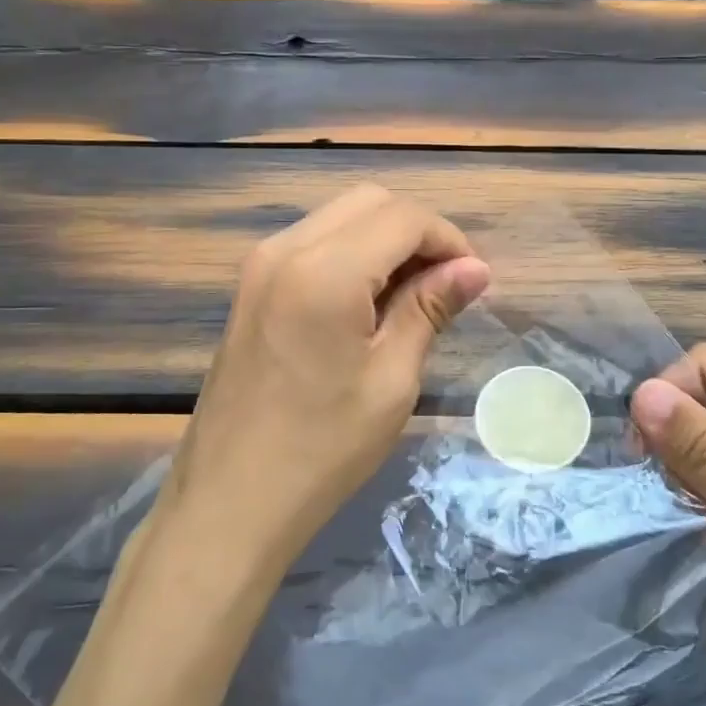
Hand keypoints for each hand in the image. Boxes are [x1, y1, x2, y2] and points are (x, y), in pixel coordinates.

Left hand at [170, 184, 490, 560]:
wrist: (229, 504)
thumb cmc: (322, 450)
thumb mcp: (391, 379)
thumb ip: (429, 308)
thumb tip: (476, 269)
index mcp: (324, 270)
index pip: (403, 217)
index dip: (449, 239)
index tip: (473, 281)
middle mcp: (286, 248)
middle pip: (370, 201)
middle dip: (418, 230)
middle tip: (445, 285)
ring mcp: (260, 263)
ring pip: (341, 216)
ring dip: (385, 238)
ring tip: (412, 294)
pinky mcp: (251, 285)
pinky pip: (314, 241)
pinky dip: (353, 251)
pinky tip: (369, 300)